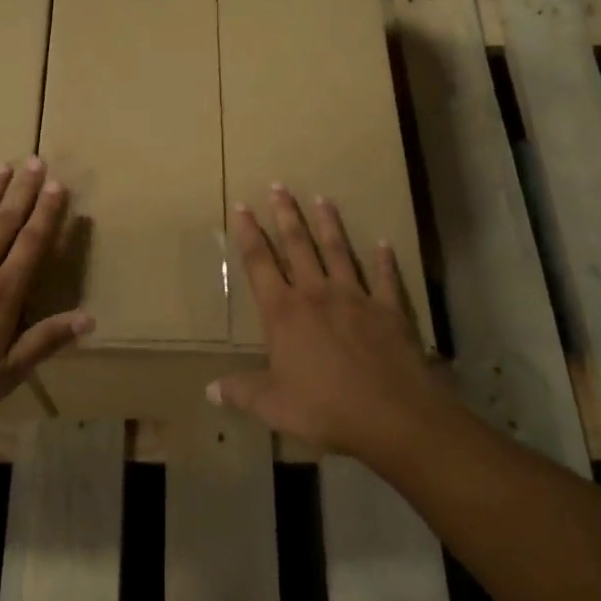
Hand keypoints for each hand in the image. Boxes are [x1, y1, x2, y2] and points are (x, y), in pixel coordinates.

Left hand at [0, 158, 91, 437]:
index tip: (56, 184)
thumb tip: (88, 317)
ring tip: (1, 168)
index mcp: (2, 294)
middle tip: (34, 161)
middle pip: (4, 224)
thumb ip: (44, 341)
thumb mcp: (5, 374)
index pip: (31, 245)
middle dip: (22, 192)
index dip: (46, 214)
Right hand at [209, 185, 449, 458]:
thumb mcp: (273, 406)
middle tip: (278, 185)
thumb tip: (209, 390)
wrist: (392, 414)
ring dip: (329, 225)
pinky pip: (385, 278)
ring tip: (323, 198)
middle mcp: (316, 295)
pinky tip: (383, 244)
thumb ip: (241, 391)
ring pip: (338, 252)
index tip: (241, 207)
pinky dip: (384, 261)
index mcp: (284, 313)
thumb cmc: (324, 408)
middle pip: (298, 246)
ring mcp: (355, 298)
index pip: (259, 264)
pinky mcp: (388, 309)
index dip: (248, 234)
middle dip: (285, 215)